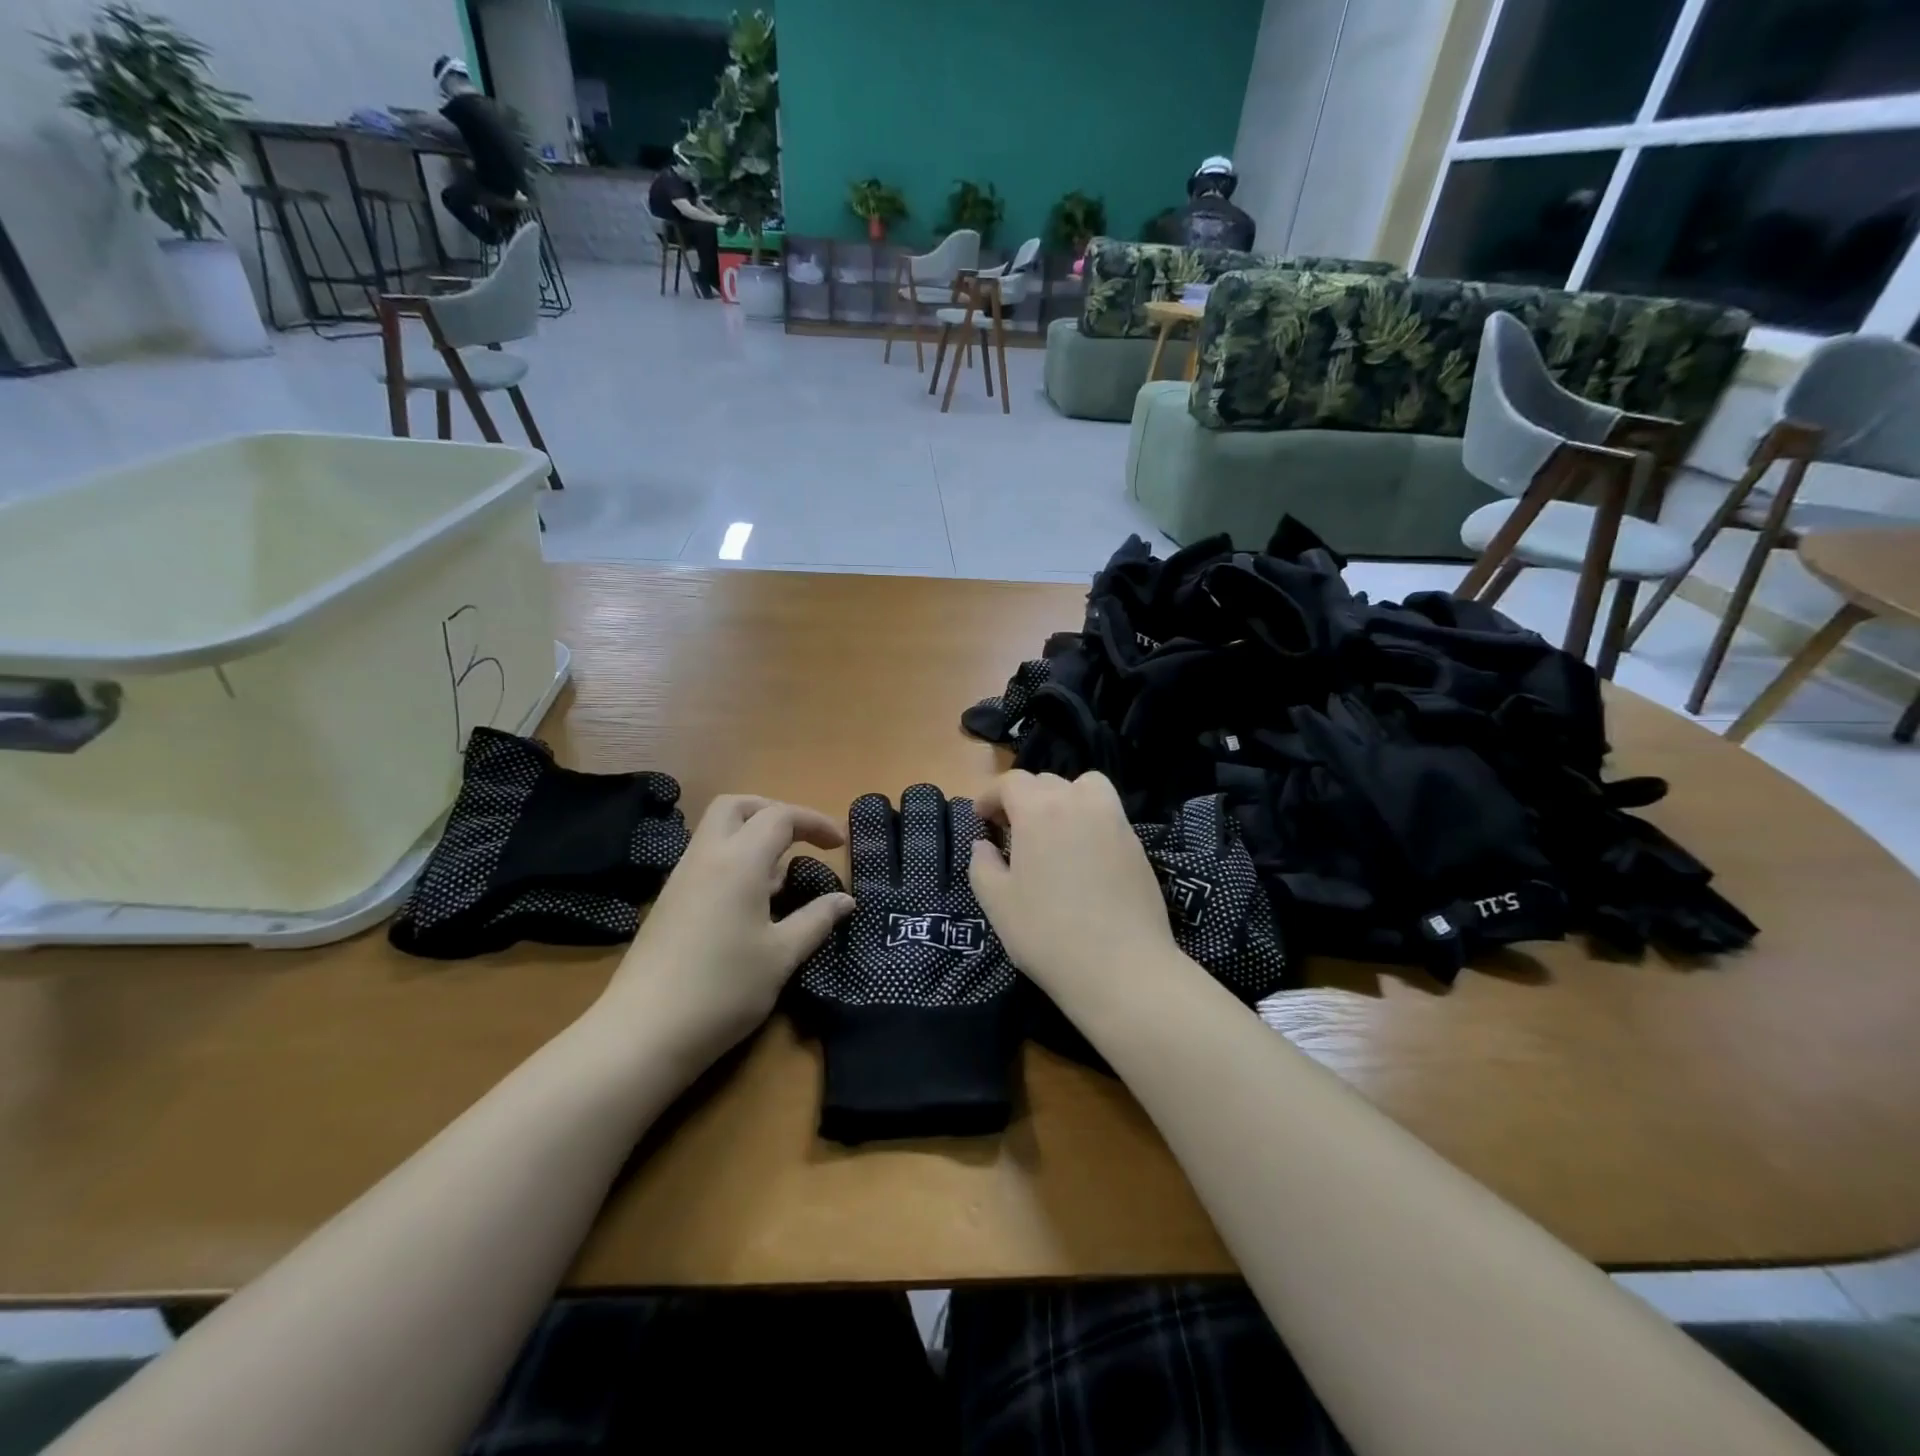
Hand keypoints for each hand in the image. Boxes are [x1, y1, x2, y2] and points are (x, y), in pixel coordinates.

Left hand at [591, 796, 854, 1077]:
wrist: (642, 1033)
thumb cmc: (723, 989)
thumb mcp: (781, 956)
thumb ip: (816, 920)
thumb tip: (845, 900)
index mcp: (739, 861)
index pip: (780, 816)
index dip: (815, 822)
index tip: (840, 845)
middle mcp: (707, 857)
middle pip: (737, 806)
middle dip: (774, 812)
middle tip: (801, 840)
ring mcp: (682, 877)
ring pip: (717, 830)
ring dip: (752, 835)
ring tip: (781, 877)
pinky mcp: (669, 901)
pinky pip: (706, 858)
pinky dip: (734, 859)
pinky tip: (750, 902)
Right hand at [968, 771, 1181, 1005]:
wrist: (1122, 969)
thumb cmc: (1048, 934)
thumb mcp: (997, 903)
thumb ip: (982, 865)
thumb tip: (984, 845)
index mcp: (1040, 810)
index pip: (1012, 782)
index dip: (991, 796)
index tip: (981, 818)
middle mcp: (1079, 803)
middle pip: (1046, 781)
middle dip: (1023, 798)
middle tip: (1011, 830)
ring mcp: (1114, 821)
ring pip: (1085, 787)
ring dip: (1063, 798)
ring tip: (1053, 831)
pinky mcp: (1137, 844)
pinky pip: (1107, 814)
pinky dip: (1089, 819)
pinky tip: (1082, 857)